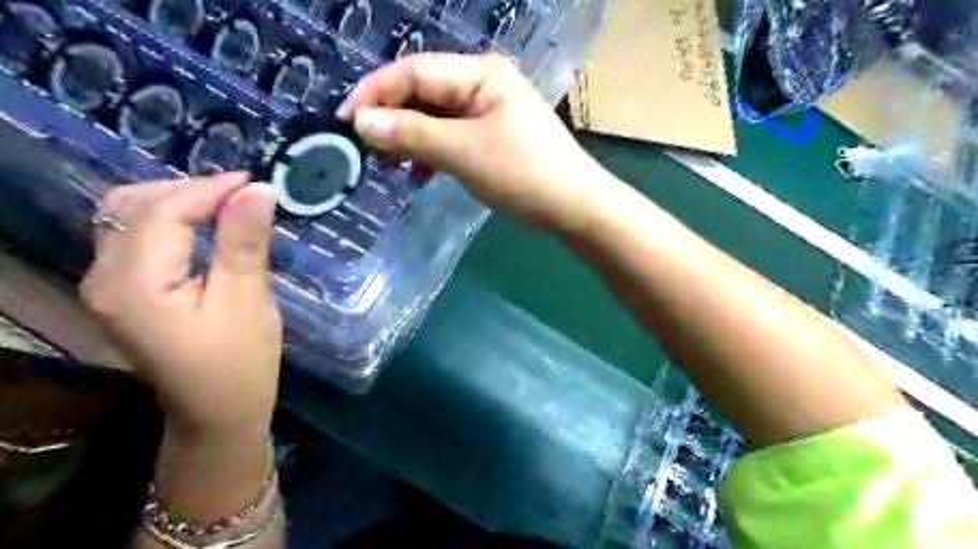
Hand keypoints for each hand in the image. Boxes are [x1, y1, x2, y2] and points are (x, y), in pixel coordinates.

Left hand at [79, 173, 282, 440]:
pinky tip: (201, 225)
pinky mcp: (121, 293)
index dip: (208, 189)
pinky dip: (168, 220)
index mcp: (134, 284)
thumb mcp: (247, 301)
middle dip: (189, 190)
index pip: (162, 211)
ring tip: (226, 204)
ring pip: (127, 218)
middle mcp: (104, 279)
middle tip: (243, 194)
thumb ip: (245, 243)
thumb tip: (258, 190)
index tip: (254, 181)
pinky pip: (133, 237)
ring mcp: (107, 287)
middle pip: (133, 207)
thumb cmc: (240, 363)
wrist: (218, 413)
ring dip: (176, 201)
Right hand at [339, 52, 608, 228]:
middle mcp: (482, 84)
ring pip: (434, 117)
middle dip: (392, 119)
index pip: (413, 71)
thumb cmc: (521, 172)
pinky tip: (420, 173)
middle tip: (367, 149)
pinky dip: (431, 152)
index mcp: (479, 73)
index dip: (375, 93)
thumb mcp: (462, 151)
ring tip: (391, 165)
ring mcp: (488, 111)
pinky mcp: (491, 136)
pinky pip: (450, 136)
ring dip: (410, 138)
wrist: (572, 205)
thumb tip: (362, 122)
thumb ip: (412, 133)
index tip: (345, 122)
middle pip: (423, 93)